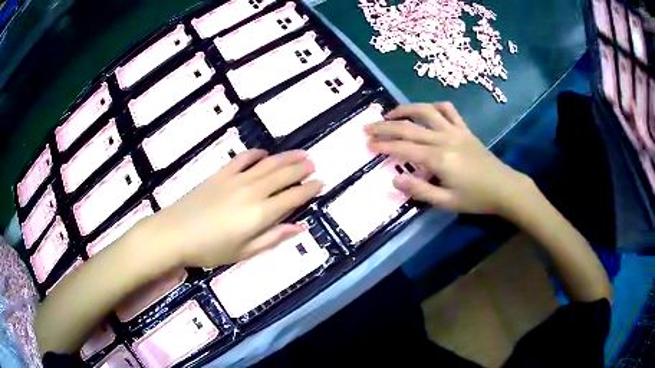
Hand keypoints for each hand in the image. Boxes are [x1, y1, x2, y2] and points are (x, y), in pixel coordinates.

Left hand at [148, 149, 321, 267]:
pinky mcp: (221, 173)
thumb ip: (273, 238)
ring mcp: (236, 179)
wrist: (176, 232)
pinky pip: (243, 158)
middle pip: (283, 175)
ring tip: (300, 154)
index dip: (309, 189)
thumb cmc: (211, 249)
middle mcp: (253, 191)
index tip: (321, 183)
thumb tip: (298, 227)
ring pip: (268, 164)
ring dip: (286, 157)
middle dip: (301, 168)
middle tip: (313, 164)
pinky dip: (256, 154)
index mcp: (261, 213)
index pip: (293, 197)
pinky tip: (264, 154)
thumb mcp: (245, 252)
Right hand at [365, 102, 529, 214]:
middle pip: (409, 127)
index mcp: (438, 158)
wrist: (504, 188)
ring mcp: (455, 131)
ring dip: (405, 109)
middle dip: (385, 126)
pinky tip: (426, 111)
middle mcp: (444, 138)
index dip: (383, 145)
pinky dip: (435, 106)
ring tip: (390, 114)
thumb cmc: (475, 199)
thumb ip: (420, 190)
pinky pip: (449, 110)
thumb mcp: (446, 202)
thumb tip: (394, 180)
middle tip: (367, 127)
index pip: (403, 148)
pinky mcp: (465, 129)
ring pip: (426, 111)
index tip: (367, 144)